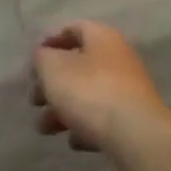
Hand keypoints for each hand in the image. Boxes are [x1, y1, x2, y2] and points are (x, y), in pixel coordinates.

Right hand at [31, 20, 170, 153]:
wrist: (137, 136)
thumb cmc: (90, 91)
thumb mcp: (53, 68)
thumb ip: (42, 59)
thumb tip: (43, 58)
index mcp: (101, 37)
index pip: (73, 29)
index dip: (50, 42)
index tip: (32, 63)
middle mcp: (117, 58)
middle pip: (78, 65)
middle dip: (52, 83)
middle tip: (34, 100)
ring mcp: (128, 90)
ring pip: (88, 94)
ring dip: (63, 109)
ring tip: (44, 128)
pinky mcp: (133, 120)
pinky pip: (103, 118)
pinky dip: (85, 126)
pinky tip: (73, 142)